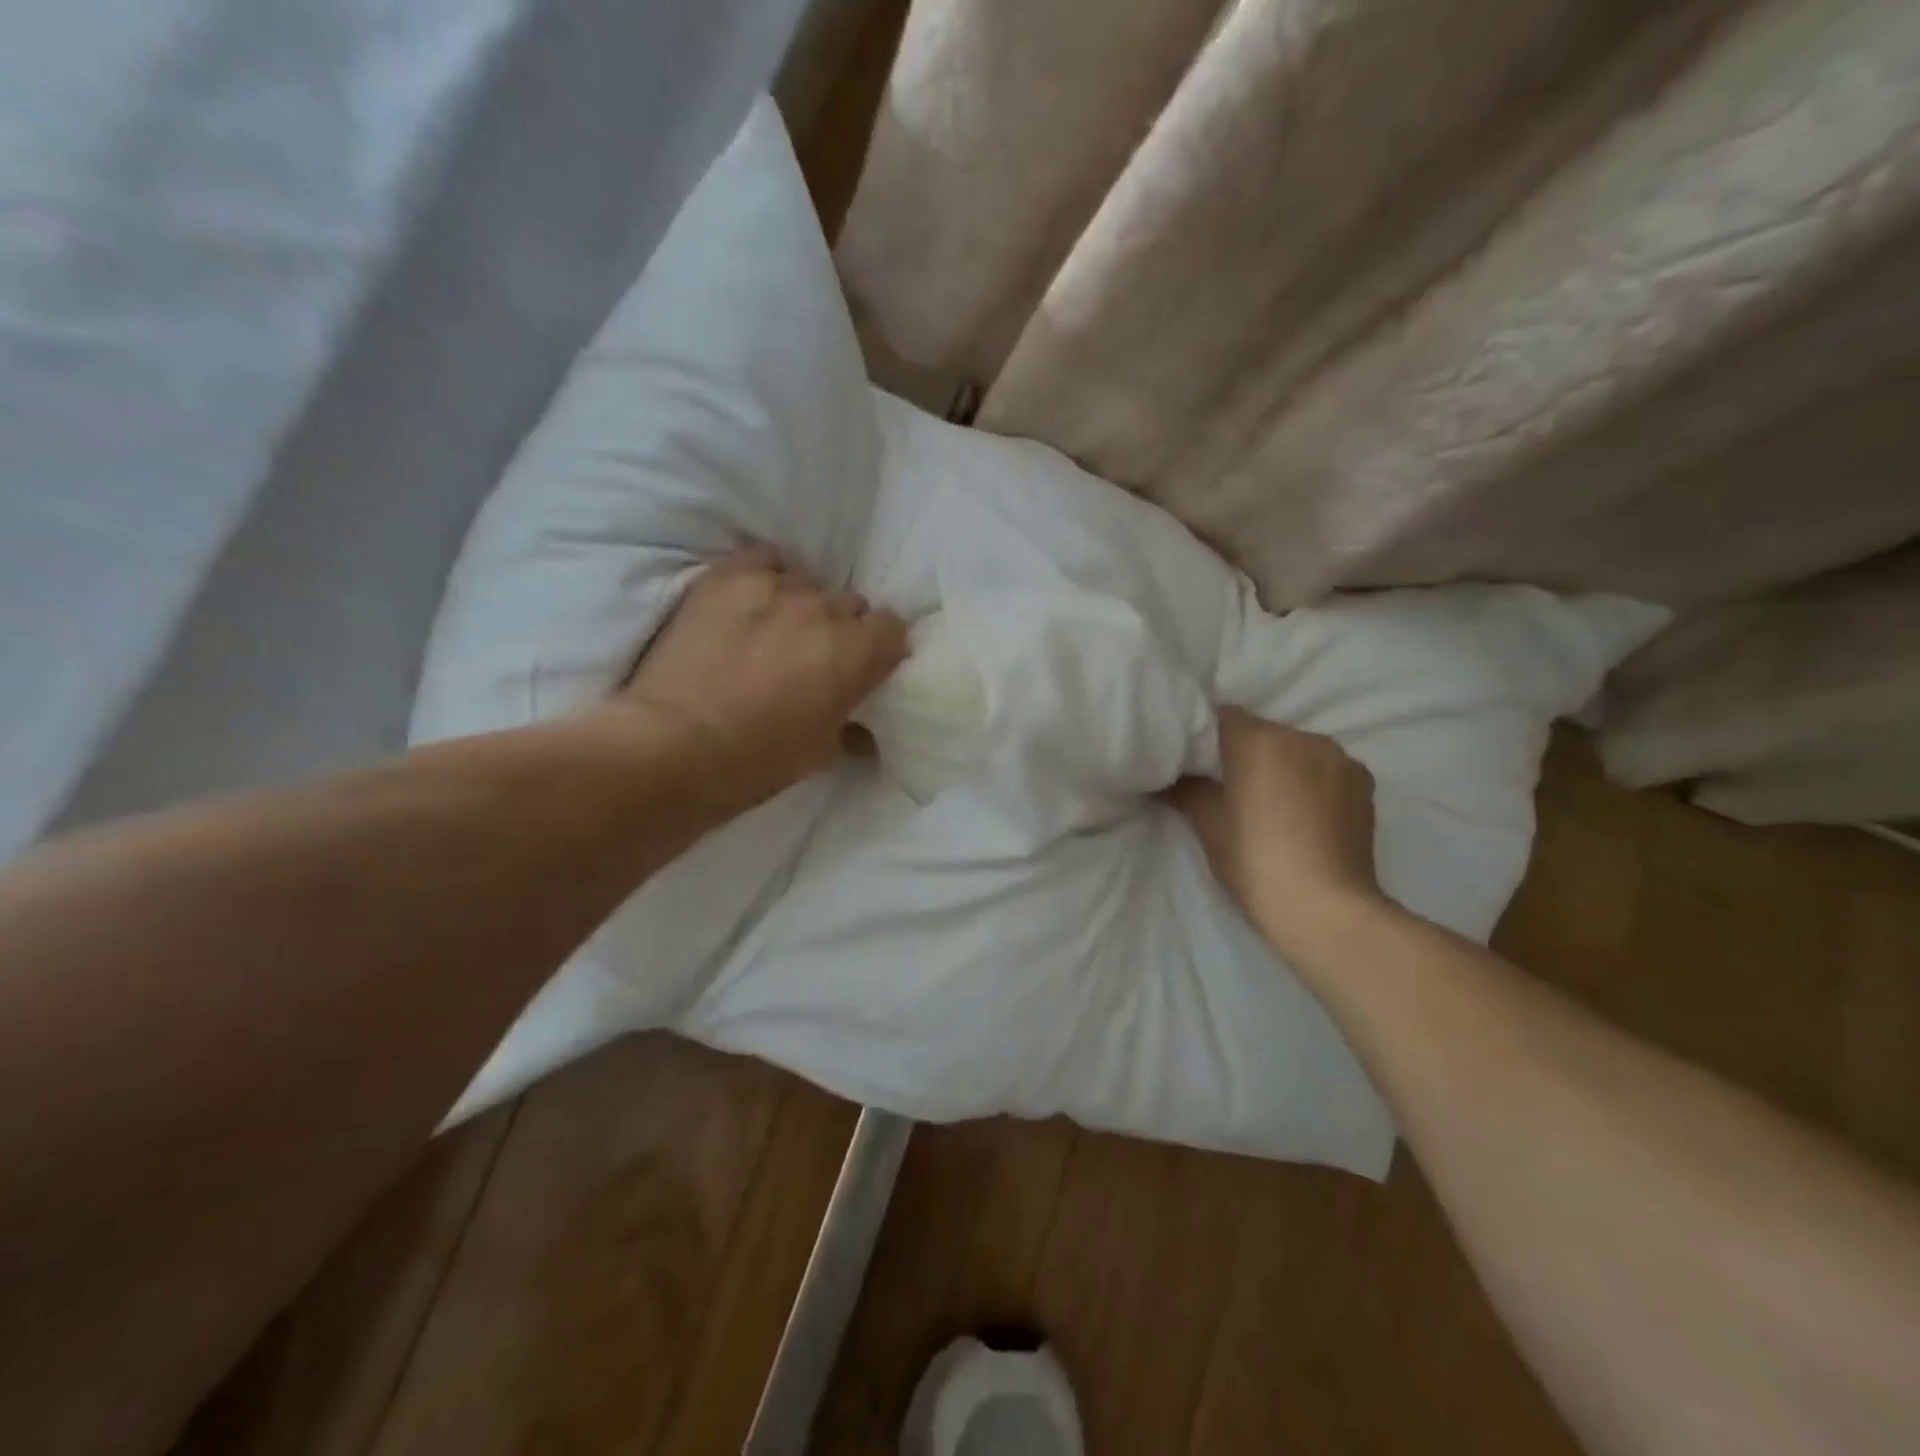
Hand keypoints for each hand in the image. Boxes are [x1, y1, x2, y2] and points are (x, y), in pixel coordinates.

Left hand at [619, 545, 907, 811]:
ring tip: (772, 630)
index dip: (878, 647)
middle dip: (839, 627)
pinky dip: (764, 575)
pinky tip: (750, 600)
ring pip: (807, 583)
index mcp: (858, 654)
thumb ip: (849, 724)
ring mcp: (778, 587)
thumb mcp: (821, 752)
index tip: (861, 666)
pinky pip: (765, 558)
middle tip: (812, 655)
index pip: (892, 627)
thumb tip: (861, 728)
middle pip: (850, 604)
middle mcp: (827, 611)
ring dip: (799, 605)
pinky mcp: (731, 575)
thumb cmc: (758, 760)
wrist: (676, 744)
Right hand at [1168, 708, 1383, 959]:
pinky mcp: (1365, 785)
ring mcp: (1340, 760)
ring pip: (1298, 751)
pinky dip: (1313, 783)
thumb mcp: (1209, 827)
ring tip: (1272, 804)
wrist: (1326, 909)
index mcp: (1259, 739)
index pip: (1223, 716)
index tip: (1197, 763)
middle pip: (1263, 733)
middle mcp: (1303, 737)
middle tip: (1230, 787)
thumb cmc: (1255, 861)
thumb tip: (1169, 780)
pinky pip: (1327, 771)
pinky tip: (1304, 816)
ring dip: (1283, 767)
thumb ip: (1188, 792)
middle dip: (1246, 753)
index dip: (1206, 737)